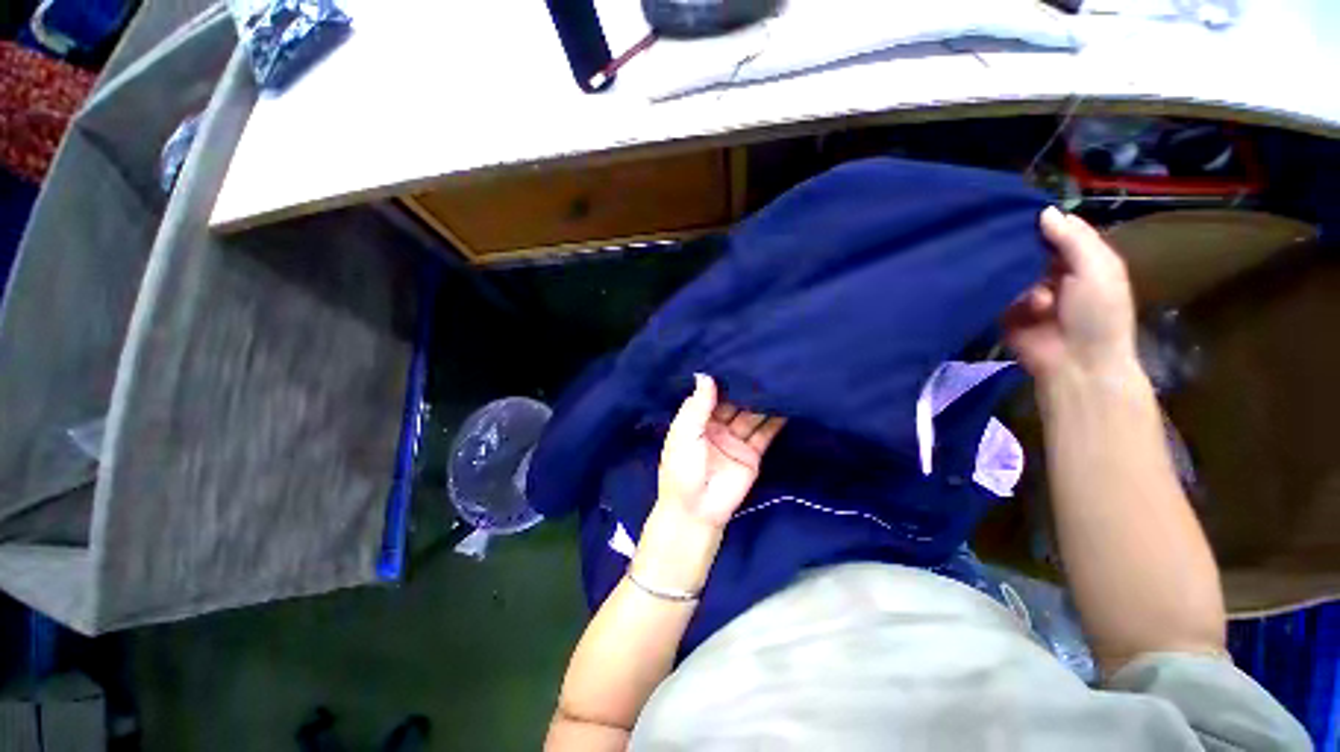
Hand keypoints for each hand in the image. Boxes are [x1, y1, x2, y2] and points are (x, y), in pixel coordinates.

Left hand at [658, 374, 785, 529]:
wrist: (697, 510)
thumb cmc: (682, 469)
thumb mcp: (684, 434)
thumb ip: (697, 406)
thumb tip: (705, 375)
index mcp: (696, 421)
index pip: (712, 395)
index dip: (723, 380)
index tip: (736, 358)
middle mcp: (717, 426)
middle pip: (734, 403)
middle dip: (746, 388)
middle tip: (763, 364)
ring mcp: (736, 439)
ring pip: (751, 415)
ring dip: (763, 401)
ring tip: (777, 379)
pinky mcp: (752, 453)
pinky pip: (765, 433)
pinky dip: (775, 420)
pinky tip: (786, 403)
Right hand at [1004, 207, 1138, 384]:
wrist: (1074, 363)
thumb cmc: (1097, 314)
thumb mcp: (1097, 269)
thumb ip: (1073, 240)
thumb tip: (1044, 211)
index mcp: (1082, 260)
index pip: (1060, 231)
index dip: (1045, 220)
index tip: (1020, 207)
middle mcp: (1052, 272)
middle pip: (1030, 248)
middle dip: (1018, 243)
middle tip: (999, 229)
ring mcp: (1025, 291)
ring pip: (1009, 268)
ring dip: (1010, 270)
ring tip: (1010, 273)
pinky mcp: (1003, 309)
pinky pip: (995, 291)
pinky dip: (996, 289)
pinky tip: (999, 290)